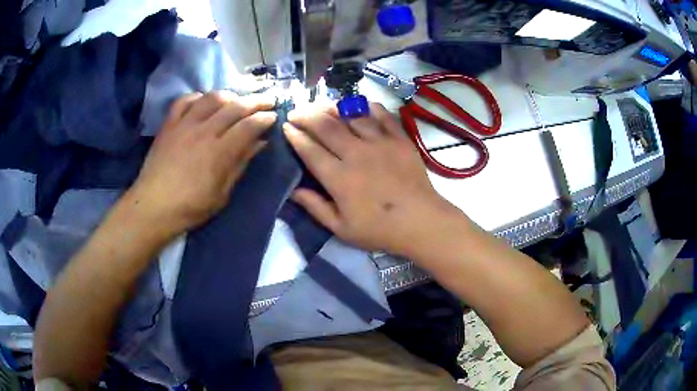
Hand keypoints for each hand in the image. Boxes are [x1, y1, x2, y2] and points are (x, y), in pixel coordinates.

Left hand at [128, 91, 276, 236]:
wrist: (152, 207)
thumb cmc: (190, 207)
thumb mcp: (222, 194)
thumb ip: (240, 164)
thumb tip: (260, 143)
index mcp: (219, 152)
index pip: (249, 126)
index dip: (265, 118)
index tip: (274, 116)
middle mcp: (204, 131)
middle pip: (235, 107)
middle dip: (255, 101)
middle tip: (267, 100)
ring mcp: (184, 124)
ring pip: (211, 98)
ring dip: (229, 96)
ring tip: (236, 101)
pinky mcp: (169, 124)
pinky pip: (184, 100)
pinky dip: (197, 97)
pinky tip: (203, 101)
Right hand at [284, 103, 459, 255]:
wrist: (421, 222)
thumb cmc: (380, 230)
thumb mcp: (342, 228)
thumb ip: (316, 207)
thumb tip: (293, 191)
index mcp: (339, 178)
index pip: (310, 150)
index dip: (295, 136)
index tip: (287, 127)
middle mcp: (356, 154)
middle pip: (326, 126)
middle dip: (306, 115)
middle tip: (296, 112)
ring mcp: (380, 143)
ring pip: (351, 116)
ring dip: (332, 107)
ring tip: (321, 105)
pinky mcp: (399, 139)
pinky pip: (382, 115)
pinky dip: (367, 107)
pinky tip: (358, 105)